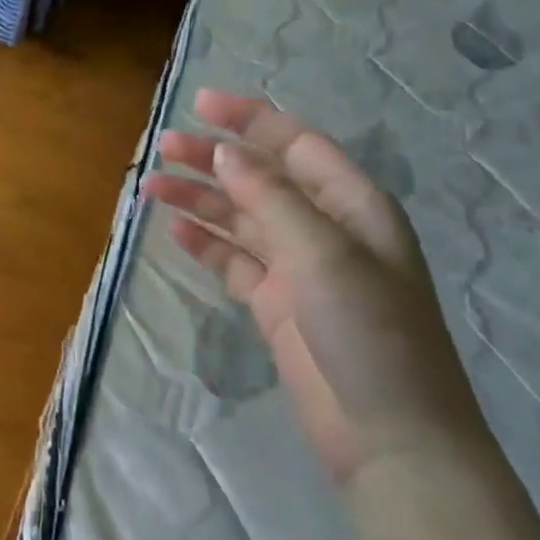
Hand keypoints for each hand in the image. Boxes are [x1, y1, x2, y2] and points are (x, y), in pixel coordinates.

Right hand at [140, 89, 488, 483]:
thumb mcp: (323, 254)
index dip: (250, 120)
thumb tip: (225, 151)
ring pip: (240, 218)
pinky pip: (233, 260)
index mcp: (352, 206)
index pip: (296, 145)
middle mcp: (325, 229)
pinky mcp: (275, 303)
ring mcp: (298, 268)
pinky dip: (205, 244)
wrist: (388, 434)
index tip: (199, 104)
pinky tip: (175, 231)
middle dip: (212, 159)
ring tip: (151, 187)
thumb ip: (272, 198)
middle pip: (260, 179)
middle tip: (161, 147)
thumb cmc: (368, 332)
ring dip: (199, 200)